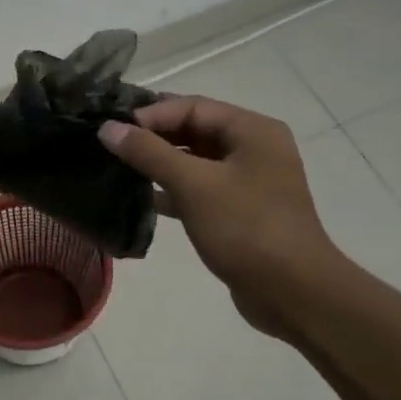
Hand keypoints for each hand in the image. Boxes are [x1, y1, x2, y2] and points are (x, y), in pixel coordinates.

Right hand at [98, 95, 342, 338]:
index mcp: (252, 130)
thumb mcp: (194, 185)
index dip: (150, 115)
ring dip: (160, 165)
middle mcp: (254, 148)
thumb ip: (149, 153)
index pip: (192, 107)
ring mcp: (249, 182)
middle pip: (194, 131)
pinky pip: (200, 189)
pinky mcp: (240, 212)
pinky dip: (173, 191)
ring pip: (195, 162)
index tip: (112, 131)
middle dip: (153, 139)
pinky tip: (143, 200)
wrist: (292, 292)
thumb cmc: (246, 229)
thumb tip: (108, 128)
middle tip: (110, 149)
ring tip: (119, 171)